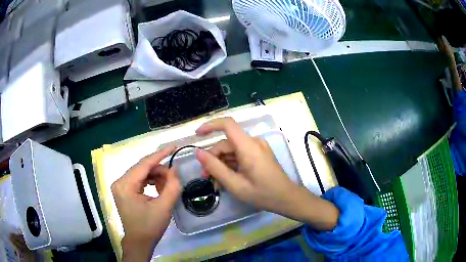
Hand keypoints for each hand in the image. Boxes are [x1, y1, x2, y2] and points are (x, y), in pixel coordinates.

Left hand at [111, 146, 180, 261]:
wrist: (139, 242)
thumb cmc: (149, 227)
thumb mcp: (164, 207)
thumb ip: (172, 186)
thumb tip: (175, 169)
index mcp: (125, 185)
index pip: (144, 164)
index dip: (160, 154)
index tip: (173, 146)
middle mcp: (120, 182)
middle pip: (143, 168)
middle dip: (160, 170)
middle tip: (174, 177)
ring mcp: (121, 186)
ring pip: (142, 173)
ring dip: (157, 177)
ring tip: (168, 187)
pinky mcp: (125, 190)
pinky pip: (140, 180)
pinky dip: (152, 182)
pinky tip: (160, 189)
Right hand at [195, 117, 337, 230]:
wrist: (286, 198)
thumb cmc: (262, 193)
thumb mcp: (235, 184)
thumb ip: (215, 167)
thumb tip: (198, 153)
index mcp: (248, 146)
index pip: (227, 124)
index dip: (210, 126)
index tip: (197, 136)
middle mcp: (253, 142)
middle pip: (226, 143)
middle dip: (213, 158)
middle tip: (206, 177)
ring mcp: (257, 148)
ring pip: (232, 151)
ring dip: (221, 164)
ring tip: (216, 183)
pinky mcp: (259, 154)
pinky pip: (240, 155)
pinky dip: (231, 165)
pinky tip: (226, 180)